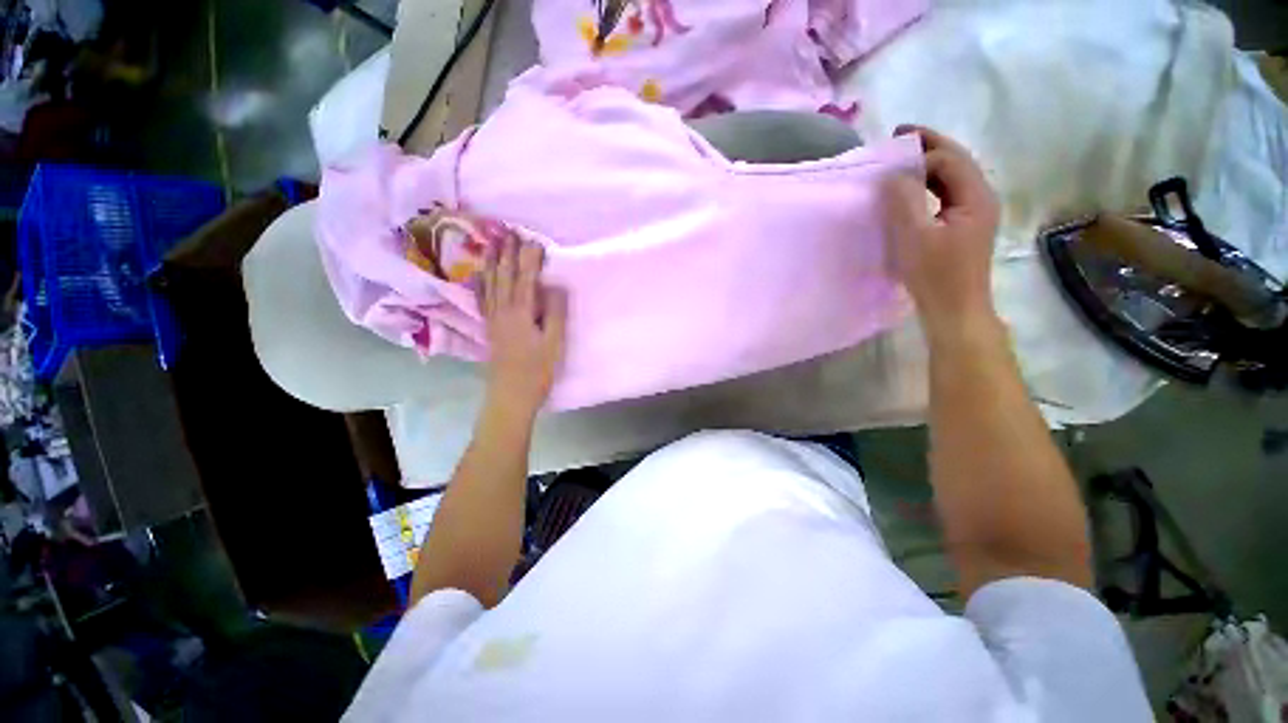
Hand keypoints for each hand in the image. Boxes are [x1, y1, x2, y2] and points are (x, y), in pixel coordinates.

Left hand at [480, 233, 566, 417]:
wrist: (510, 396)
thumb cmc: (537, 371)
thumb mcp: (554, 343)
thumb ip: (555, 312)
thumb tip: (554, 285)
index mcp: (521, 312)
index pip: (526, 277)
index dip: (529, 257)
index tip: (533, 238)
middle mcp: (503, 310)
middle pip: (505, 275)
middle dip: (508, 252)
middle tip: (510, 231)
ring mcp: (494, 319)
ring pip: (491, 283)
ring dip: (493, 261)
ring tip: (493, 243)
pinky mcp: (489, 328)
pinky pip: (483, 299)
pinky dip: (481, 283)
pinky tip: (480, 274)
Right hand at [887, 125, 1001, 342]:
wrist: (959, 319)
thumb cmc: (938, 279)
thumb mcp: (914, 234)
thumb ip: (903, 194)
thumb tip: (896, 172)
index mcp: (975, 197)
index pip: (946, 158)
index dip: (918, 157)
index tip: (892, 167)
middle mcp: (983, 196)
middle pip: (956, 156)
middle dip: (927, 143)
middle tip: (896, 136)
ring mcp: (980, 210)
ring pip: (956, 170)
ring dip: (930, 160)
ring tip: (903, 158)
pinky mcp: (972, 222)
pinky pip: (954, 186)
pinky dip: (935, 178)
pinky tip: (917, 184)